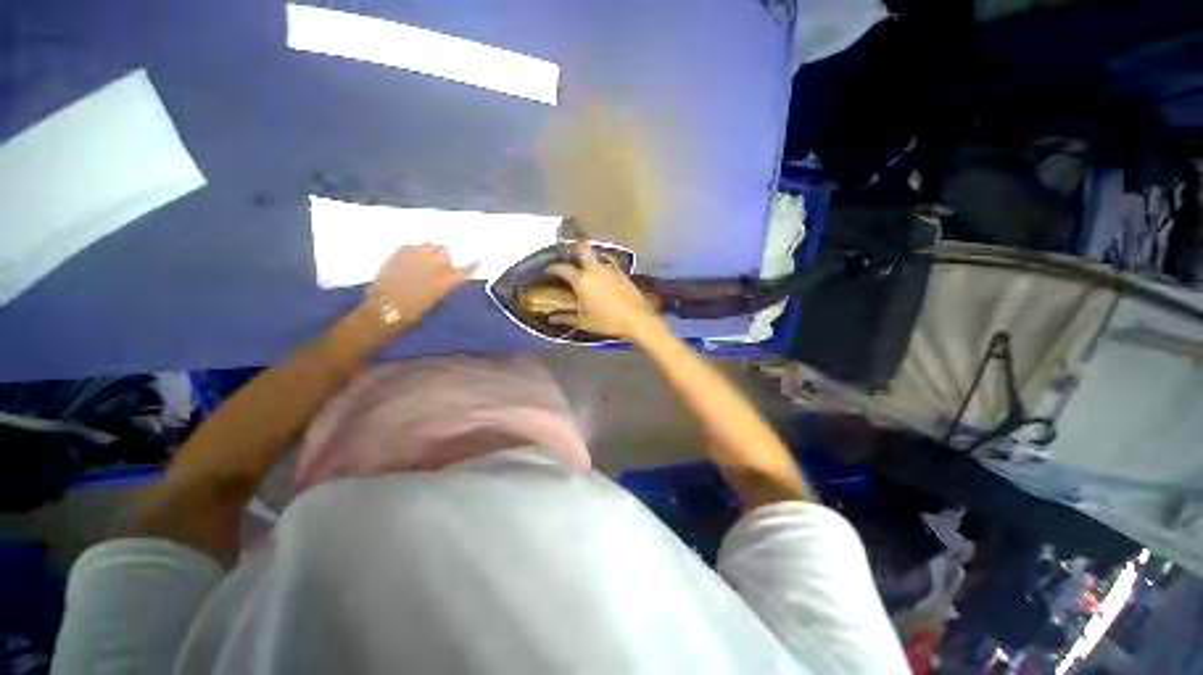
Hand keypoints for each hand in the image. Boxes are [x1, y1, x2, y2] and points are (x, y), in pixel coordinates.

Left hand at [366, 244, 475, 329]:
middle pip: (445, 252)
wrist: (384, 310)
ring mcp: (414, 257)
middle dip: (446, 258)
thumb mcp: (436, 300)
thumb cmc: (413, 312)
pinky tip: (412, 261)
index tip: (472, 269)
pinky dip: (415, 251)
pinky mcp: (398, 254)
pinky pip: (411, 246)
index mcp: (443, 282)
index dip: (468, 269)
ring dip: (431, 252)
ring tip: (427, 262)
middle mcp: (431, 265)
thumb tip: (455, 278)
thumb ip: (448, 287)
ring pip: (429, 246)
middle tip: (443, 268)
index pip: (463, 271)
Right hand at [548, 243, 660, 340]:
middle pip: (583, 248)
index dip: (553, 268)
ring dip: (590, 258)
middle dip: (575, 248)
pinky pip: (609, 264)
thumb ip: (566, 318)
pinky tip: (603, 277)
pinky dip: (602, 267)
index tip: (549, 270)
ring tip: (586, 268)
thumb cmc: (607, 321)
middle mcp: (595, 270)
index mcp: (582, 281)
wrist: (636, 319)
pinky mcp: (622, 273)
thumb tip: (551, 318)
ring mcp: (610, 269)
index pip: (563, 268)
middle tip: (570, 256)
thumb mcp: (584, 322)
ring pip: (597, 256)